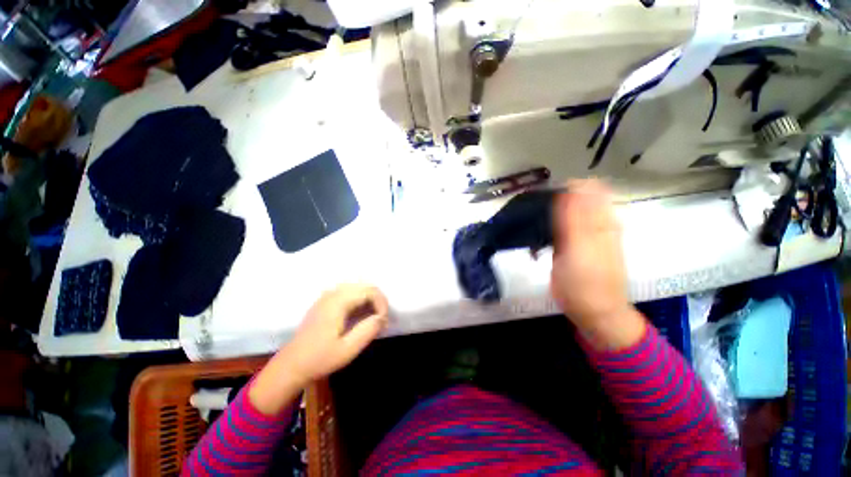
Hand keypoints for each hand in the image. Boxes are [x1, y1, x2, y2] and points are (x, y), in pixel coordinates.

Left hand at [250, 284, 388, 414]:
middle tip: (381, 320)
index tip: (384, 322)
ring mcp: (328, 297)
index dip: (381, 304)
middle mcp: (333, 294)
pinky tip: (361, 316)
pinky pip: (349, 294)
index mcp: (338, 302)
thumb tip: (382, 317)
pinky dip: (360, 301)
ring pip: (358, 289)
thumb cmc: (319, 359)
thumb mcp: (347, 350)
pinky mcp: (325, 303)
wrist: (291, 366)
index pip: (369, 291)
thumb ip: (367, 331)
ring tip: (374, 318)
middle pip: (364, 287)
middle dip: (378, 301)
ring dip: (370, 300)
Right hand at [550, 179, 644, 349]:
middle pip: (573, 198)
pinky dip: (547, 230)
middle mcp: (596, 223)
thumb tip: (569, 188)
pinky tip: (539, 241)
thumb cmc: (586, 284)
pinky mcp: (574, 246)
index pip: (585, 188)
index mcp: (601, 220)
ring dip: (547, 217)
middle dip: (552, 203)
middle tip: (535, 218)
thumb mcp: (579, 250)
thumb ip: (574, 219)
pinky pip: (560, 228)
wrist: (593, 312)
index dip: (563, 188)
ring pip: (564, 213)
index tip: (543, 201)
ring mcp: (585, 234)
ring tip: (534, 230)